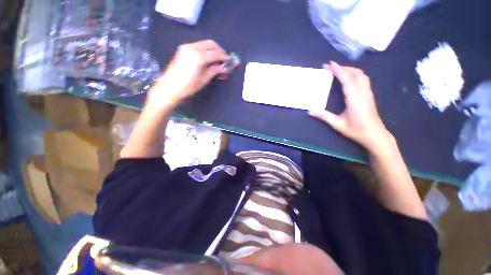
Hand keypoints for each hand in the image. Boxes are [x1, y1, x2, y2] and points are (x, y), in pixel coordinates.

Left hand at [148, 40, 228, 106]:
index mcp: (199, 56)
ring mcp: (187, 47)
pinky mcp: (183, 49)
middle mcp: (192, 47)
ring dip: (213, 50)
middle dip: (220, 50)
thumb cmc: (189, 86)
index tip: (232, 61)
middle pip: (211, 44)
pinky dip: (206, 50)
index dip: (225, 57)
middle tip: (225, 60)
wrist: (170, 87)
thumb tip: (226, 67)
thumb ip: (215, 70)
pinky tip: (209, 59)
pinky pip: (198, 46)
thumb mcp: (204, 79)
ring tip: (218, 60)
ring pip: (204, 44)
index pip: (216, 53)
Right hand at [309, 61, 392, 151]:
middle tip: (330, 67)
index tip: (329, 64)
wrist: (376, 136)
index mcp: (355, 100)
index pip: (347, 80)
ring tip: (338, 70)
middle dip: (343, 67)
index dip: (338, 71)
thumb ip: (324, 116)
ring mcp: (368, 93)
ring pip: (361, 75)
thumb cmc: (357, 131)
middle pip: (356, 74)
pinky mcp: (369, 95)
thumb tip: (310, 111)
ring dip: (350, 70)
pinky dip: (354, 74)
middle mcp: (363, 93)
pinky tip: (348, 78)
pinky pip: (363, 79)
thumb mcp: (338, 125)